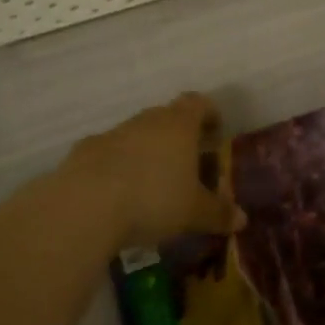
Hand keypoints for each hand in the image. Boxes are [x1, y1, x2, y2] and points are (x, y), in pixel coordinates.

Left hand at [59, 93, 241, 248]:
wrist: (83, 206)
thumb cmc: (152, 200)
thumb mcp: (193, 213)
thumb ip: (218, 214)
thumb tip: (242, 220)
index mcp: (180, 125)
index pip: (199, 103)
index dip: (209, 114)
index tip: (215, 133)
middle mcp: (148, 120)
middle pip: (167, 116)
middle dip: (179, 136)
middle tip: (188, 163)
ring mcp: (113, 133)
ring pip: (136, 134)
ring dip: (146, 151)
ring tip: (151, 183)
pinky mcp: (83, 152)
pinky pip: (108, 153)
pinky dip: (115, 167)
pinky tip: (116, 194)